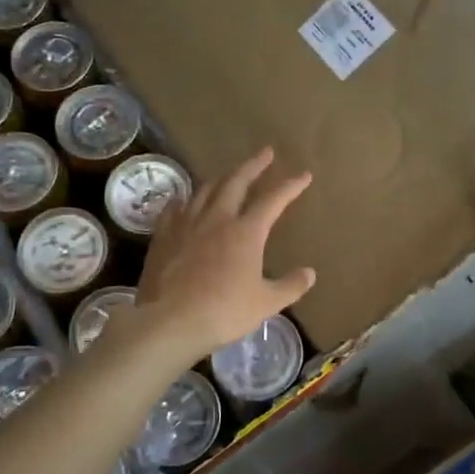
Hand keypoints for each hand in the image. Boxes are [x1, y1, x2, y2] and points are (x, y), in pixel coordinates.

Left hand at [132, 147, 317, 362]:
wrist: (169, 321)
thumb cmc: (223, 312)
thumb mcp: (265, 303)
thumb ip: (290, 286)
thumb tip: (310, 273)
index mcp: (246, 232)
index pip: (273, 200)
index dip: (290, 186)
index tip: (303, 175)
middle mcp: (217, 218)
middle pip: (237, 181)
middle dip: (254, 165)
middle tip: (265, 152)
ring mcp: (186, 223)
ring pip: (206, 189)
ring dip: (222, 178)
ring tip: (229, 174)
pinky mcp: (164, 235)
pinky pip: (175, 208)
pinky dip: (186, 199)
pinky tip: (185, 200)